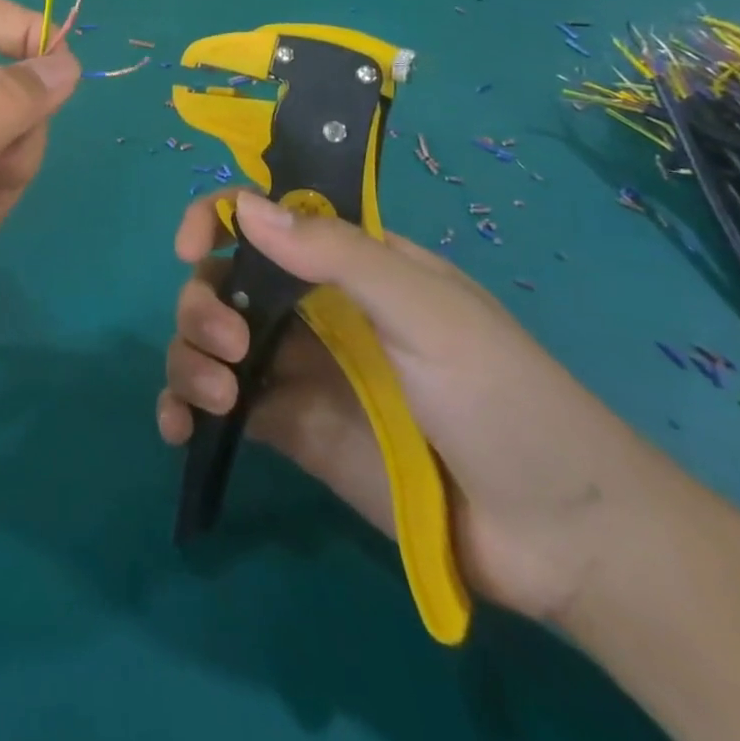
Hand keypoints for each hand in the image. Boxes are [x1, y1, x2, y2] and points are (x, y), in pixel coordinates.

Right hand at [157, 191, 658, 624]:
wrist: (560, 535)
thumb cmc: (502, 395)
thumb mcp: (427, 310)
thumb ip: (336, 255)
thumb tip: (243, 205)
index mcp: (343, 263)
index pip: (262, 219)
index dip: (216, 219)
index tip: (193, 248)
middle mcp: (308, 308)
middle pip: (221, 282)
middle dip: (202, 304)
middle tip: (231, 346)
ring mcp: (294, 370)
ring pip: (207, 341)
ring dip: (187, 356)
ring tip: (216, 399)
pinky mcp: (287, 429)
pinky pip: (216, 407)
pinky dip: (182, 410)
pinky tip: (179, 429)